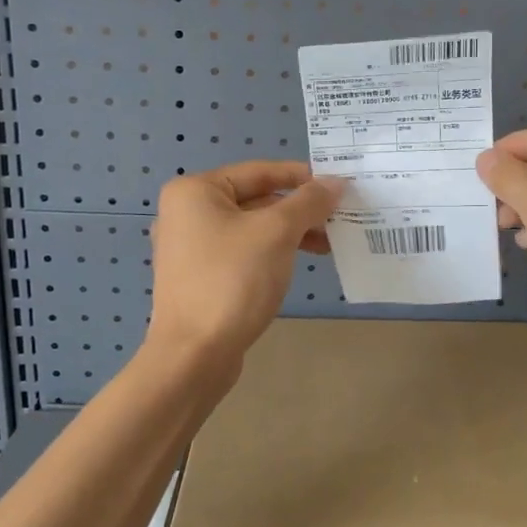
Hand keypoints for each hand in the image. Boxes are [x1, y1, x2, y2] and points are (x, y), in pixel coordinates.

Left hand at [147, 161, 343, 363]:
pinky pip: (242, 252)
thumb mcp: (277, 233)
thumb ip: (308, 202)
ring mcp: (190, 247)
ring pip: (251, 228)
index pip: (259, 171)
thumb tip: (336, 182)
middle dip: (298, 208)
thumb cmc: (233, 280)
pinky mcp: (199, 277)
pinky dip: (271, 252)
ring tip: (328, 244)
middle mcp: (186, 213)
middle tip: (339, 217)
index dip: (302, 177)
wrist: (194, 354)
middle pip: (255, 199)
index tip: (339, 186)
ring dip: (290, 232)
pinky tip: (298, 262)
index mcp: (195, 191)